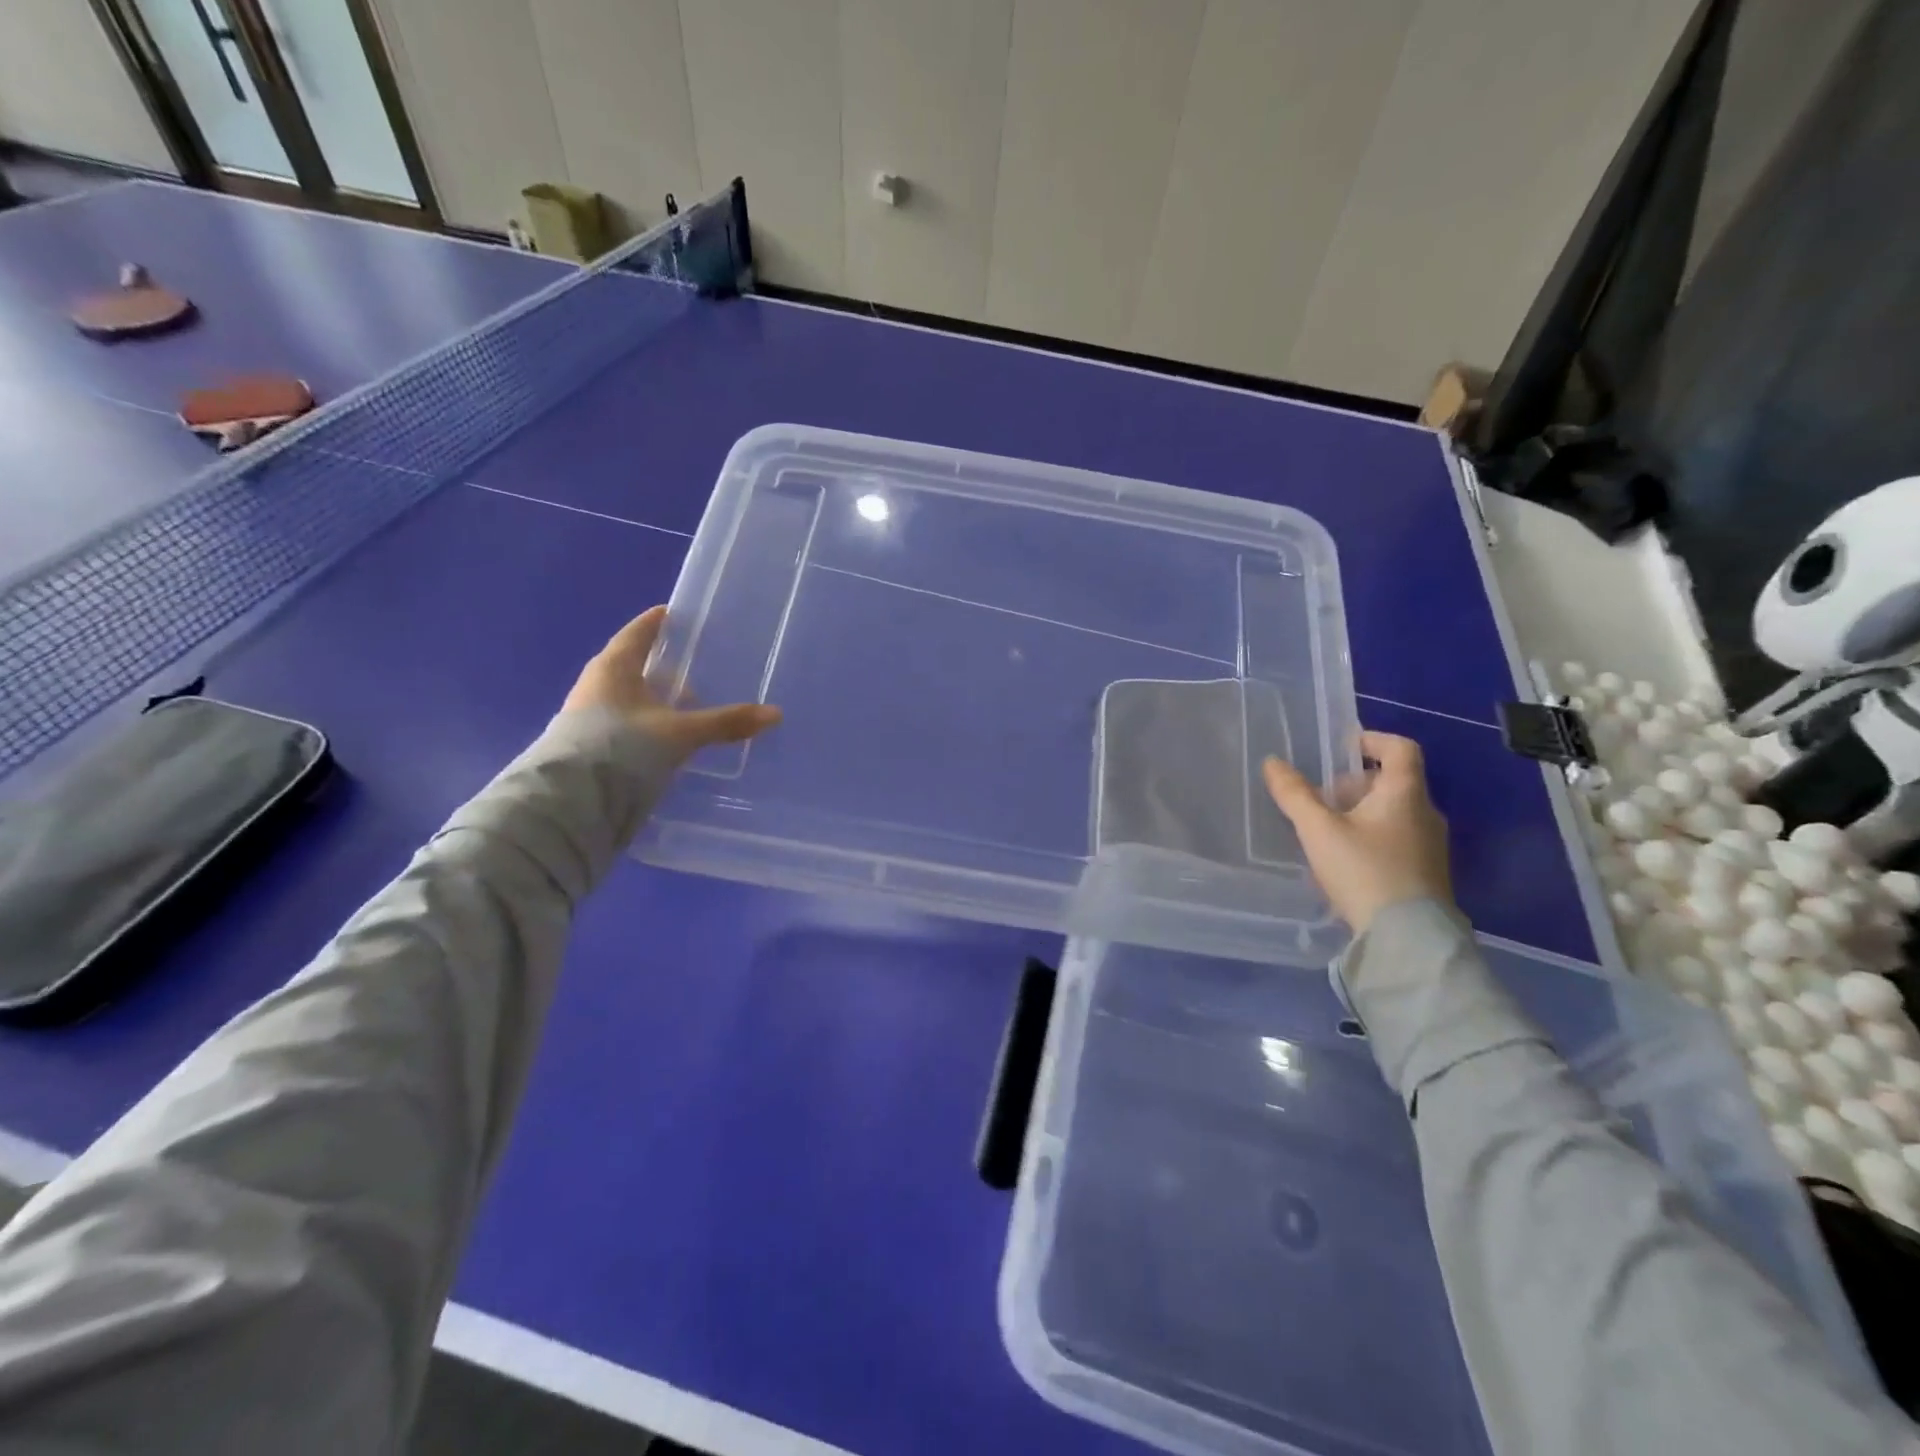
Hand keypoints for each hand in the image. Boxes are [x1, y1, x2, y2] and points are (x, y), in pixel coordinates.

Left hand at [563, 606, 781, 759]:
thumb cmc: (623, 748)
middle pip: (631, 665)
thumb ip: (726, 722)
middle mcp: (596, 685)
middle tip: (692, 665)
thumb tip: (775, 713)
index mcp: (613, 668)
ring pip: (628, 698)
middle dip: (660, 666)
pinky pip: (625, 723)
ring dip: (654, 699)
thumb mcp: (681, 733)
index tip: (673, 614)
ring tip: (686, 706)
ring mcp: (588, 717)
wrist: (571, 802)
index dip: (656, 623)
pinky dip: (647, 723)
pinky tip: (666, 738)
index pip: (637, 633)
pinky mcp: (589, 746)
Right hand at [1262, 731, 1451, 933]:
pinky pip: (1396, 838)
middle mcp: (1425, 813)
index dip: (1371, 740)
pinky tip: (1343, 860)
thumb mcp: (1318, 830)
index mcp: (1405, 794)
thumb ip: (1294, 795)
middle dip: (1354, 783)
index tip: (1341, 748)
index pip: (1400, 748)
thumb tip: (1272, 762)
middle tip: (1320, 799)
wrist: (1407, 938)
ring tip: (1325, 832)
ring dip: (1359, 812)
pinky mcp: (1426, 872)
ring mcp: (1430, 845)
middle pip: (1392, 781)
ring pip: (1393, 811)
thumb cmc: (1363, 871)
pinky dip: (1369, 836)